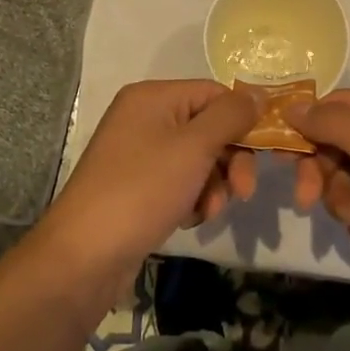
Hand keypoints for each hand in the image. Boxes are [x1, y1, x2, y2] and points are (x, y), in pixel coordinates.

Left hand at [42, 79, 261, 288]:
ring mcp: (138, 153)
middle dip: (230, 160)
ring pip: (197, 159)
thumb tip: (260, 94)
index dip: (241, 120)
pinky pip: (179, 181)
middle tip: (243, 192)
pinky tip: (189, 219)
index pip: (214, 93)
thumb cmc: (142, 190)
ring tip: (208, 211)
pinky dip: (192, 198)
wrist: (84, 257)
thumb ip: (231, 116)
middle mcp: (144, 117)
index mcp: (153, 96)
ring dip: (213, 185)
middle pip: (207, 127)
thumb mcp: (194, 147)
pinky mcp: (137, 186)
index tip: (265, 152)